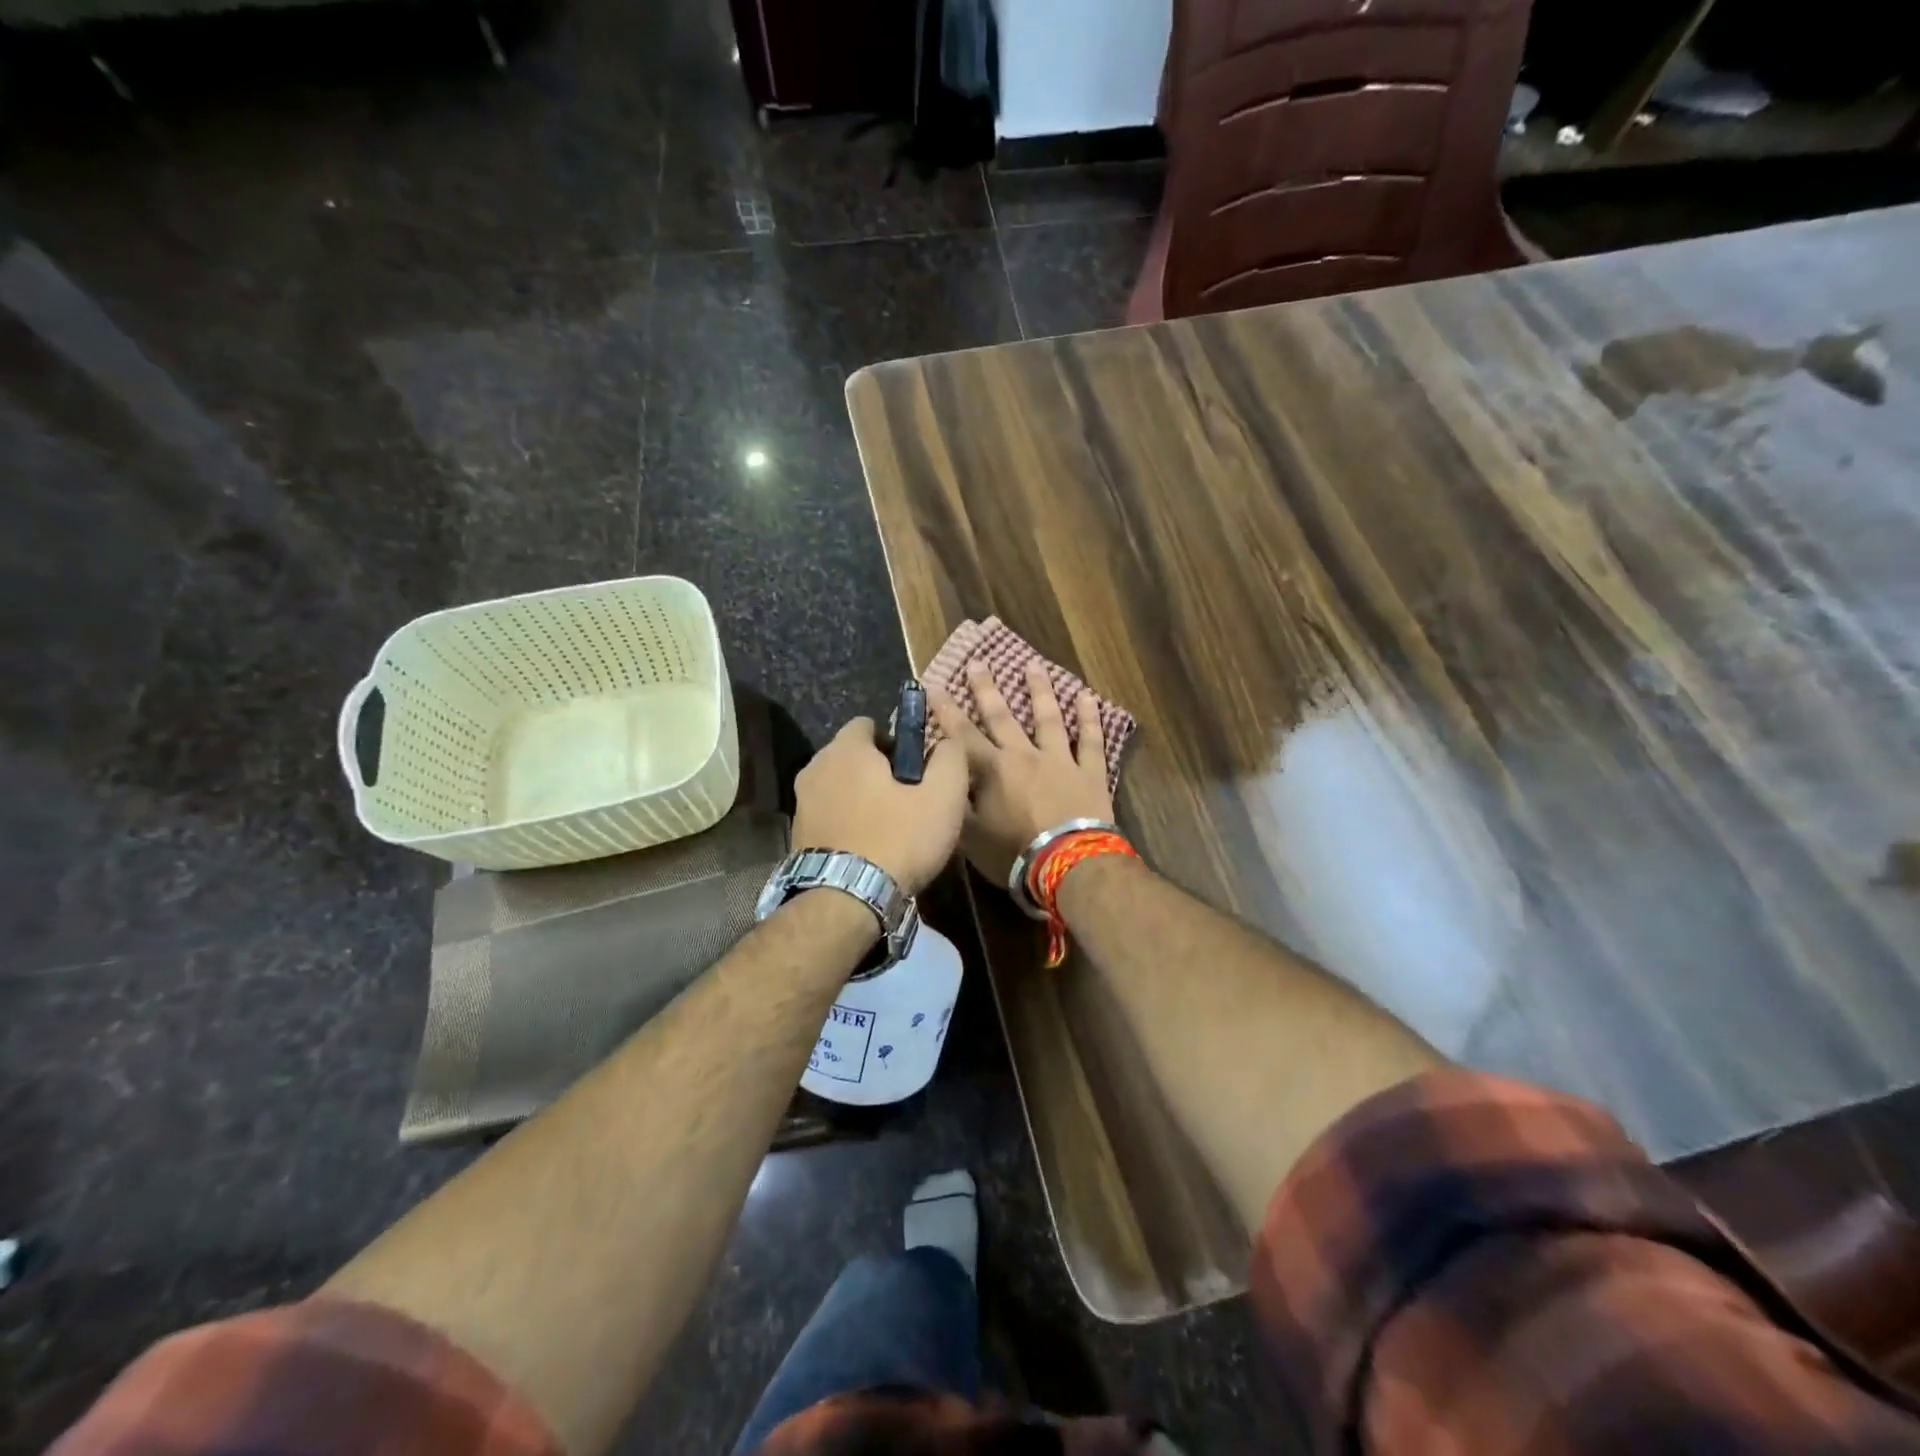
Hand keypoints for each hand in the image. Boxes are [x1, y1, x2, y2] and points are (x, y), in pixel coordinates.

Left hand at [790, 717, 968, 893]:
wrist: (846, 902)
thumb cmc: (898, 839)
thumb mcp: (943, 797)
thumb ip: (951, 758)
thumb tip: (948, 742)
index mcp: (846, 750)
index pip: (868, 724)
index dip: (895, 740)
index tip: (915, 767)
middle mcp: (815, 768)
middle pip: (852, 756)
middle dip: (877, 770)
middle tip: (907, 799)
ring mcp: (801, 803)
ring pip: (839, 787)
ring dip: (861, 798)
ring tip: (889, 827)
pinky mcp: (797, 835)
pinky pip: (829, 815)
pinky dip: (846, 822)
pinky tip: (868, 847)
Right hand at [930, 659, 1113, 888]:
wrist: (1069, 864)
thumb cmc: (1014, 853)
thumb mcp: (971, 837)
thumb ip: (956, 804)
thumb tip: (941, 780)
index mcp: (992, 770)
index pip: (961, 735)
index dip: (946, 711)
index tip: (934, 686)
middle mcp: (1024, 755)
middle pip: (1002, 717)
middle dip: (987, 689)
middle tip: (978, 662)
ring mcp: (1061, 760)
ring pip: (1048, 718)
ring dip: (1039, 690)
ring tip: (1033, 664)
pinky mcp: (1090, 772)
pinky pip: (1091, 740)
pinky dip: (1090, 718)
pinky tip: (1088, 697)